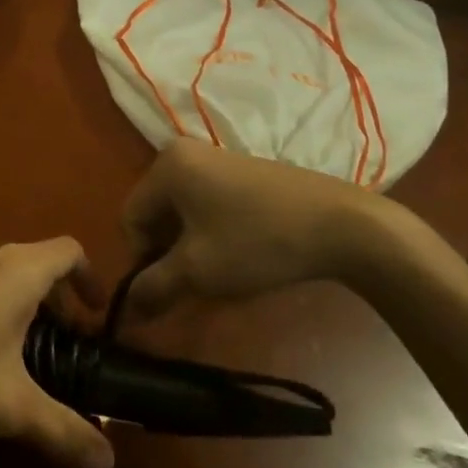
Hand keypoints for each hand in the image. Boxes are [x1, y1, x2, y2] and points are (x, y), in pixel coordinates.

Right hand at [123, 139, 397, 314]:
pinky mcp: (246, 172)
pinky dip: (213, 234)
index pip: (131, 218)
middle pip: (156, 213)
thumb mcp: (197, 271)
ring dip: (191, 248)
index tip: (169, 288)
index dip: (142, 260)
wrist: (344, 225)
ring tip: (219, 275)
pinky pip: (209, 205)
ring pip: (184, 213)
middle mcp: (187, 153)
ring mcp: (219, 159)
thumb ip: (152, 289)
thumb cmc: (258, 242)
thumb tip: (123, 314)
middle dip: (167, 254)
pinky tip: (240, 255)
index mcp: (167, 165)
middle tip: (193, 286)